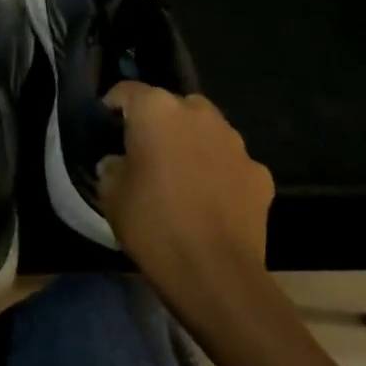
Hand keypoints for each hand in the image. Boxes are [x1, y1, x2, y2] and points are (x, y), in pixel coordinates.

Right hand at [97, 84, 274, 323]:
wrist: (215, 274)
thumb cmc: (152, 224)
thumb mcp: (110, 193)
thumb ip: (112, 166)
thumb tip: (119, 162)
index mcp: (155, 110)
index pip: (127, 91)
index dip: (113, 106)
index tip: (106, 126)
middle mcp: (197, 114)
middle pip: (172, 105)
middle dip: (159, 121)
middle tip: (145, 150)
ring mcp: (234, 143)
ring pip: (206, 130)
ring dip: (192, 143)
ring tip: (181, 174)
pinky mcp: (260, 174)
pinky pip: (231, 162)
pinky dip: (220, 171)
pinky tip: (211, 199)